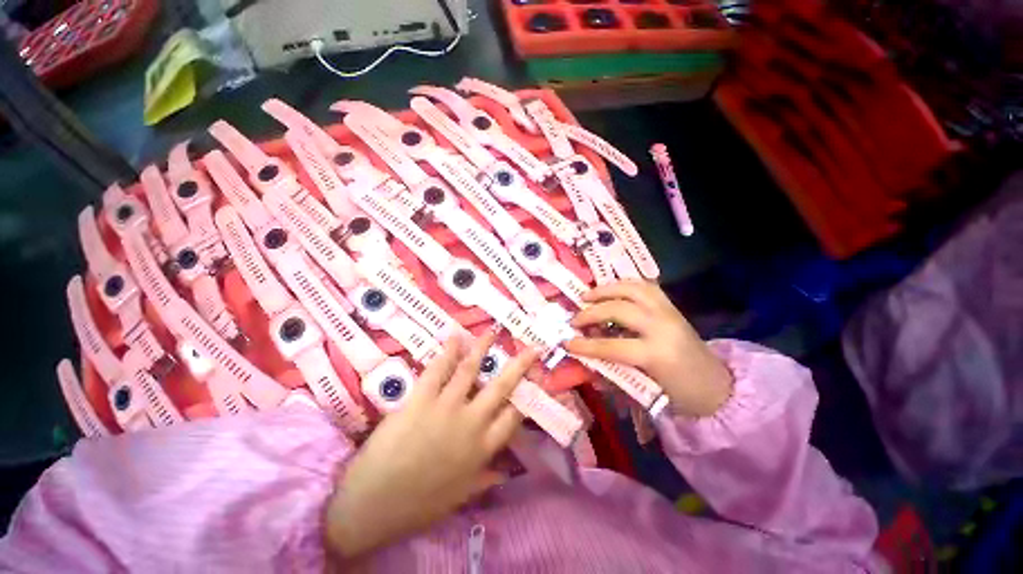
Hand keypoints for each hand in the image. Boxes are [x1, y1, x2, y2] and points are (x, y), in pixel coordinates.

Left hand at [325, 330, 540, 560]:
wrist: (373, 505)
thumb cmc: (420, 504)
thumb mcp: (460, 496)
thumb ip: (485, 480)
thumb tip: (505, 473)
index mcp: (483, 448)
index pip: (514, 416)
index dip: (528, 396)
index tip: (538, 380)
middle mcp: (471, 422)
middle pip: (501, 386)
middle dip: (519, 365)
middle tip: (532, 348)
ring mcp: (446, 407)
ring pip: (470, 370)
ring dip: (483, 348)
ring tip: (492, 332)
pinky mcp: (421, 399)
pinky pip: (438, 370)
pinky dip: (448, 352)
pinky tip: (455, 338)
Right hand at [565, 280, 732, 417]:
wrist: (718, 385)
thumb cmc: (680, 394)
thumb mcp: (644, 390)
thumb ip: (613, 372)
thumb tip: (585, 362)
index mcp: (657, 354)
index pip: (611, 346)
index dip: (585, 345)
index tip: (565, 342)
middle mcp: (663, 326)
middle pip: (619, 310)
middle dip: (592, 313)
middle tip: (574, 319)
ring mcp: (669, 311)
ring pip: (633, 289)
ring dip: (606, 290)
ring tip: (587, 296)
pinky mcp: (671, 305)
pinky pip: (644, 286)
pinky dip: (623, 285)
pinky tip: (610, 290)